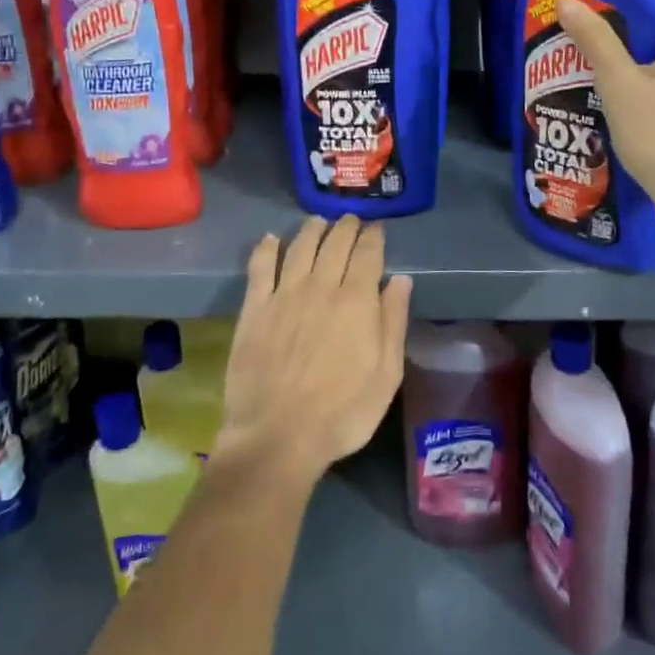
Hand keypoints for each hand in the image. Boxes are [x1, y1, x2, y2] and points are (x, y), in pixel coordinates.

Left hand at [214, 215, 411, 489]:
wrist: (278, 435)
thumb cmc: (342, 412)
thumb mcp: (386, 375)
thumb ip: (393, 322)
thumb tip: (400, 280)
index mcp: (357, 301)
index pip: (367, 254)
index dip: (373, 237)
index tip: (376, 227)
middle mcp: (321, 287)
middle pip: (335, 244)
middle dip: (346, 227)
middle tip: (351, 220)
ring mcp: (284, 295)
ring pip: (300, 247)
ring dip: (312, 230)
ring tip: (319, 222)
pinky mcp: (255, 308)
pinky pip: (260, 267)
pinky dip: (267, 248)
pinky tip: (271, 239)